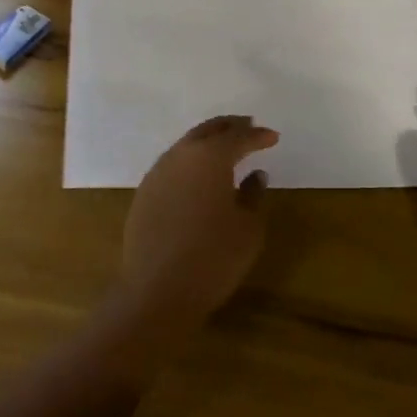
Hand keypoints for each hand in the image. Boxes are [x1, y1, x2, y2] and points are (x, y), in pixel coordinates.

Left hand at [118, 115, 278, 336]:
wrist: (158, 290)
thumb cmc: (213, 257)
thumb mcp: (248, 228)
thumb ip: (253, 195)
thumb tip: (255, 175)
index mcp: (210, 157)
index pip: (238, 137)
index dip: (257, 136)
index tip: (272, 137)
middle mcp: (181, 155)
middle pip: (208, 131)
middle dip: (229, 127)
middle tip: (248, 126)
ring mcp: (158, 172)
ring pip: (186, 145)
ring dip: (207, 142)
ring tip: (225, 148)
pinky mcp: (144, 192)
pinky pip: (172, 165)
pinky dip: (190, 162)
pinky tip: (198, 176)